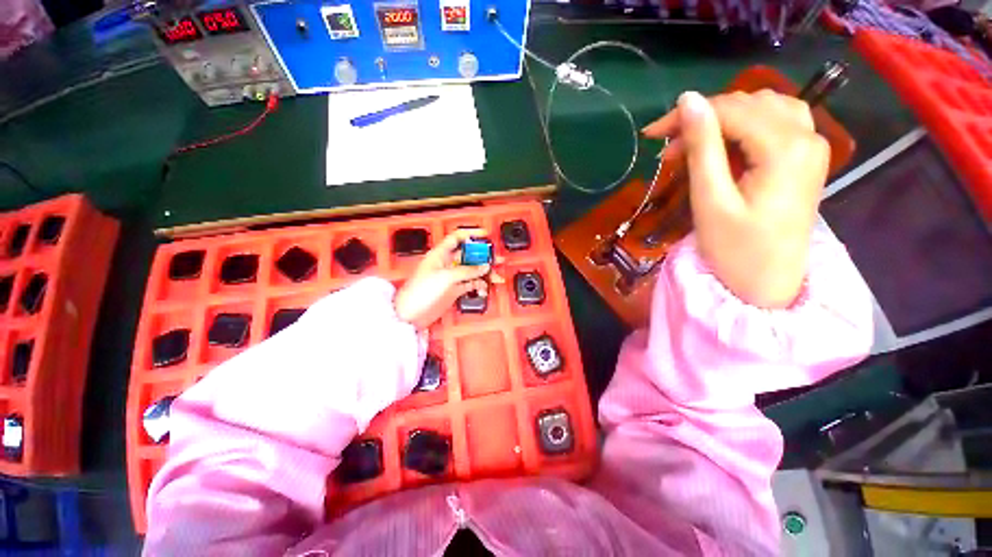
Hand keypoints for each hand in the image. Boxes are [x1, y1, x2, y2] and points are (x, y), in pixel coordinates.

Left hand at [395, 229, 502, 328]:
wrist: (410, 314)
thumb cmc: (421, 291)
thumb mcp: (445, 277)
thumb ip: (467, 271)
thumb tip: (485, 266)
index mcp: (441, 254)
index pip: (457, 238)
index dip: (471, 234)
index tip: (486, 234)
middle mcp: (447, 263)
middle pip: (469, 255)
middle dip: (484, 256)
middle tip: (498, 260)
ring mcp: (452, 277)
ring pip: (472, 270)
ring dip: (485, 273)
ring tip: (498, 277)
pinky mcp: (454, 290)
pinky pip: (470, 284)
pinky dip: (479, 285)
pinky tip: (486, 288)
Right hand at [642, 90, 829, 307]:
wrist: (767, 284)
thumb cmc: (735, 250)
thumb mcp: (710, 200)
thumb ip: (702, 146)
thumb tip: (688, 101)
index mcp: (786, 148)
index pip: (732, 109)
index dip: (688, 114)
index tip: (652, 133)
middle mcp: (807, 136)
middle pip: (749, 103)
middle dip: (704, 117)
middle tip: (668, 147)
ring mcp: (811, 146)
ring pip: (764, 108)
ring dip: (723, 120)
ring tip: (691, 146)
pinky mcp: (805, 159)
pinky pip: (775, 124)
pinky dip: (743, 128)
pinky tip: (723, 147)